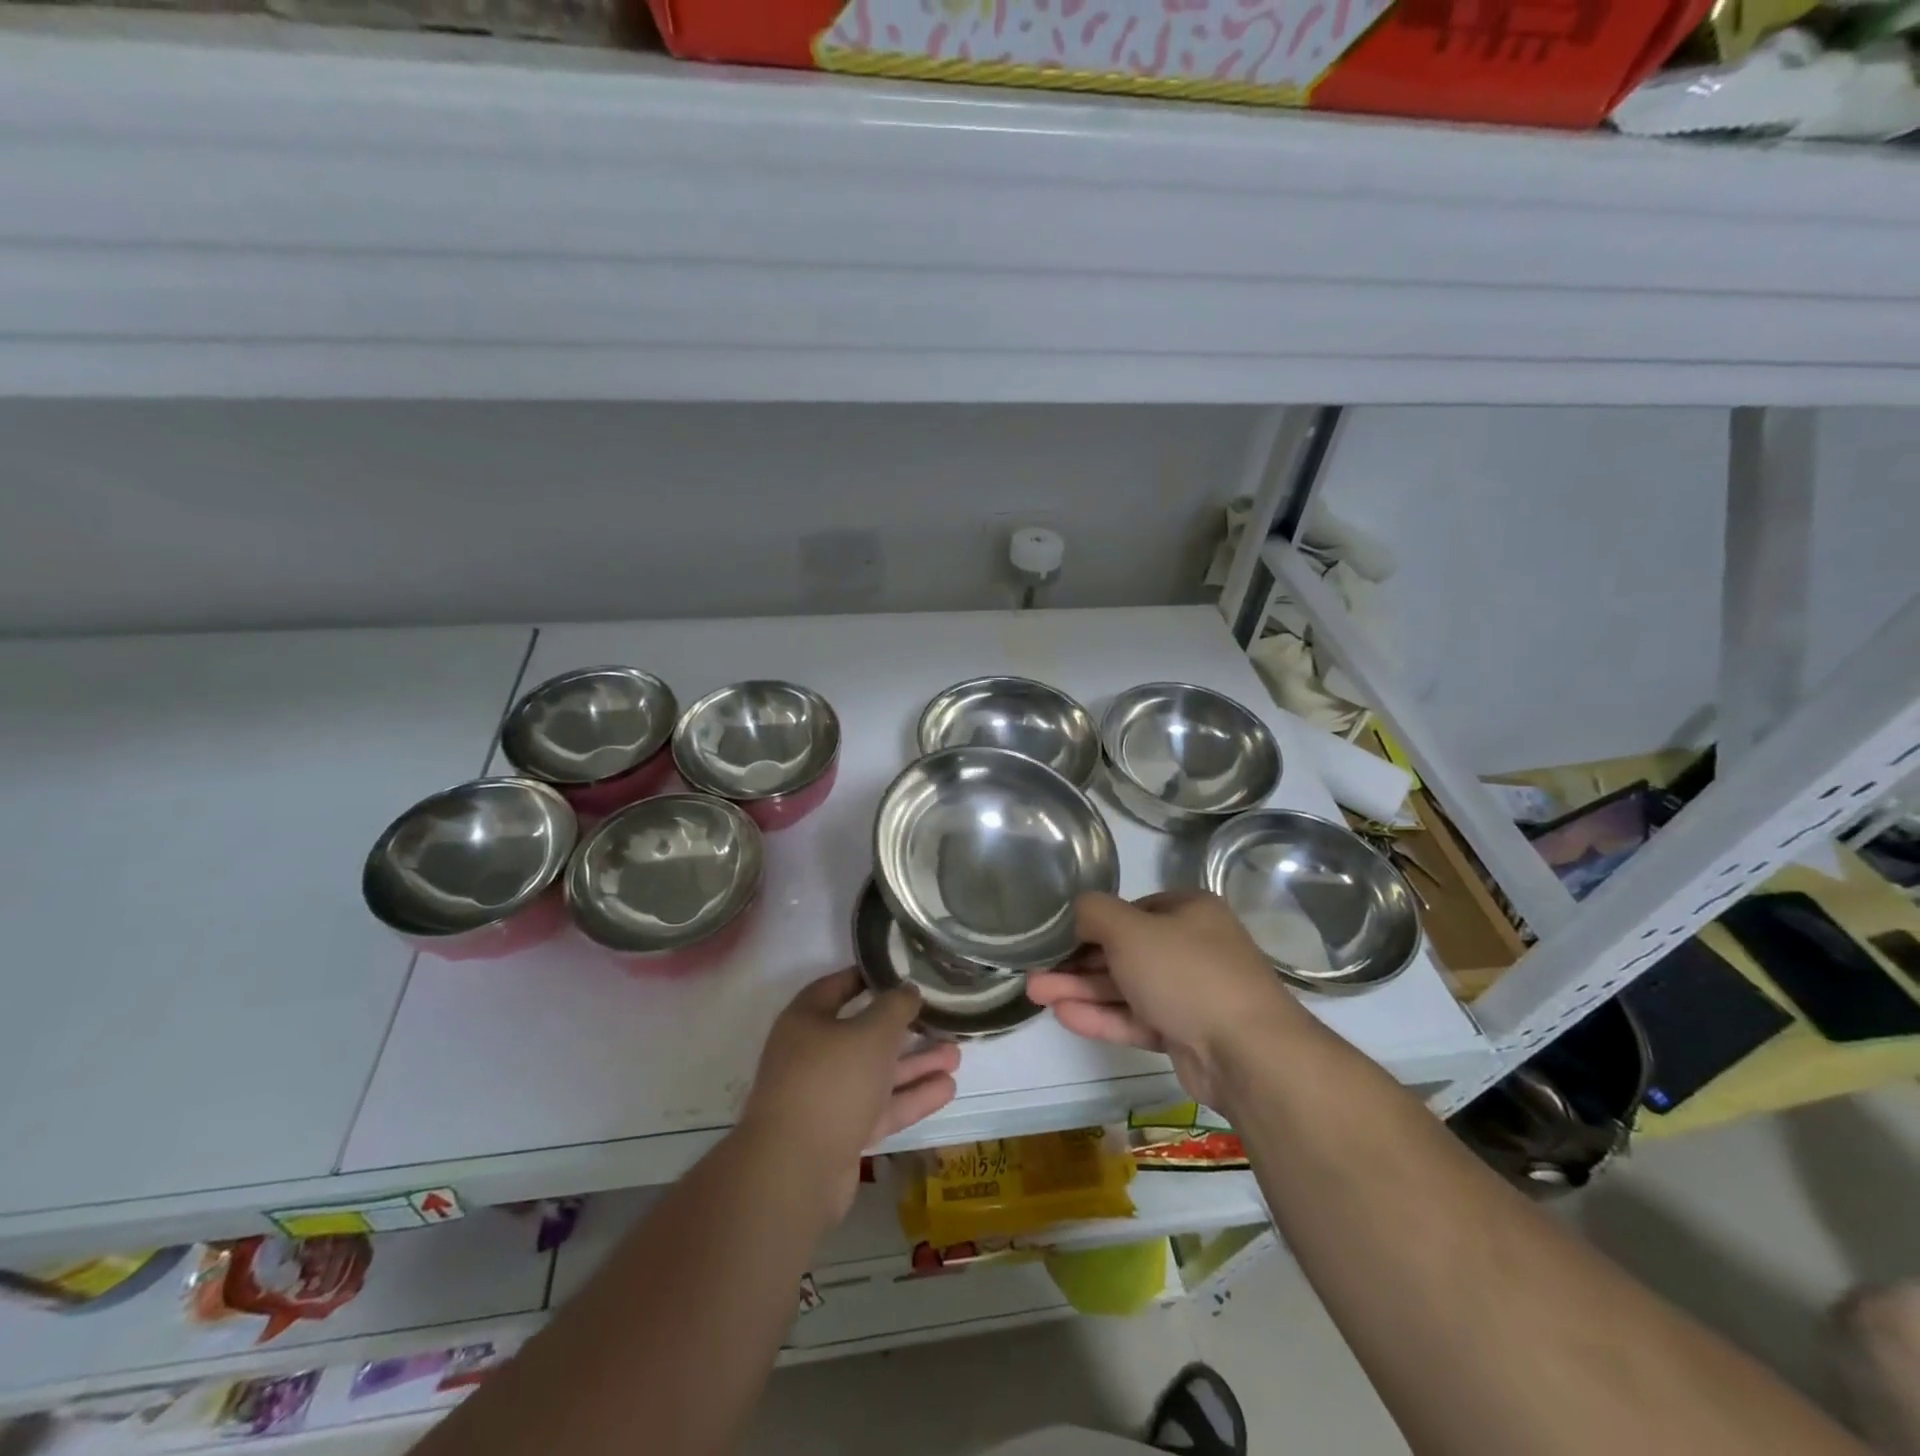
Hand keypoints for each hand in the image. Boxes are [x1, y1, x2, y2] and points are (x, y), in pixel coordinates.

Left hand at [739, 969, 959, 1220]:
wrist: (796, 1170)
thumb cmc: (832, 1081)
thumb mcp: (871, 1032)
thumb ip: (895, 1007)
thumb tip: (907, 990)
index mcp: (806, 1021)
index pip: (835, 988)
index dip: (866, 977)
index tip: (898, 972)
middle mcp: (812, 1055)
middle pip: (862, 1034)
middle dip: (903, 1029)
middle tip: (939, 1018)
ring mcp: (825, 1097)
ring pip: (876, 1073)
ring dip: (914, 1064)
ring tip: (956, 1055)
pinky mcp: (840, 1133)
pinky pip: (880, 1107)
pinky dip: (910, 1097)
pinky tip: (947, 1089)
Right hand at [1026, 891, 1306, 1107]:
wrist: (1248, 1053)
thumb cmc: (1186, 973)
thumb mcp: (1130, 930)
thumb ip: (1094, 913)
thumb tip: (1076, 910)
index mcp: (1190, 911)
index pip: (1132, 910)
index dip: (1092, 923)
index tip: (1057, 937)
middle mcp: (1193, 947)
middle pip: (1124, 951)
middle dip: (1077, 962)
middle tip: (1035, 970)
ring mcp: (1191, 994)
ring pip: (1127, 987)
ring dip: (1082, 989)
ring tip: (1035, 994)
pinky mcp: (1186, 1034)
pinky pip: (1137, 1018)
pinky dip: (1103, 1016)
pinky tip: (1064, 1015)